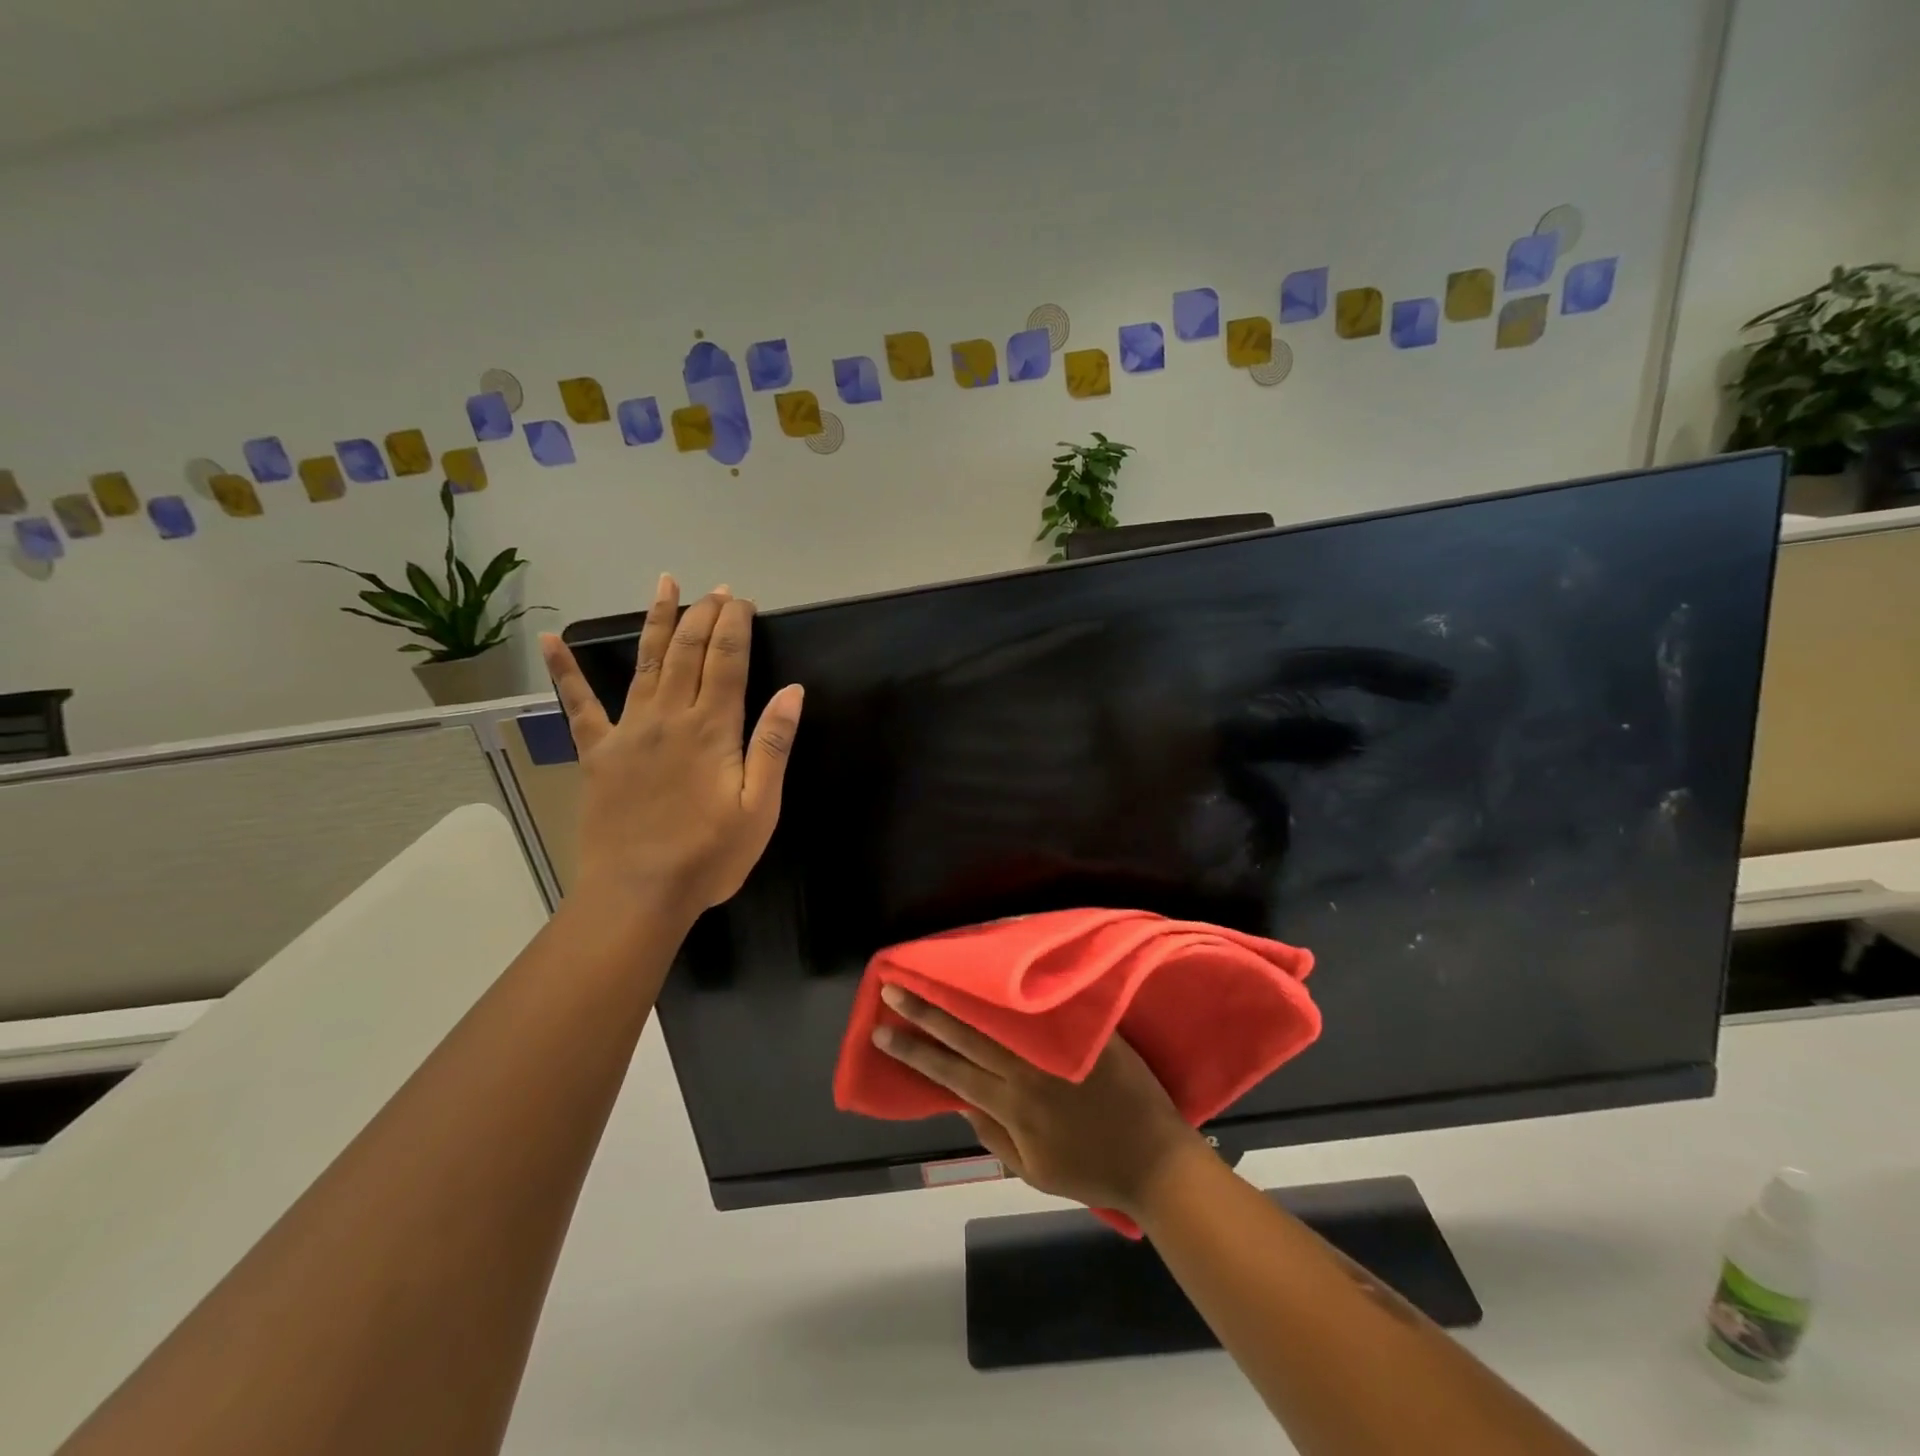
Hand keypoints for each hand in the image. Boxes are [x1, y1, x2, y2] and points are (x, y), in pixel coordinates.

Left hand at [540, 575, 803, 920]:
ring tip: (665, 584)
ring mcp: (628, 731)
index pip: (727, 661)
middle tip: (717, 589)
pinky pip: (579, 704)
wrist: (638, 894)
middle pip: (689, 652)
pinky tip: (550, 639)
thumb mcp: (760, 807)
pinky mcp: (598, 753)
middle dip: (705, 614)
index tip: (743, 601)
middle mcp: (668, 717)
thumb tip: (792, 691)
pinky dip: (565, 670)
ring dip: (658, 621)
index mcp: (711, 729)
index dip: (735, 625)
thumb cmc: (709, 856)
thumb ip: (773, 745)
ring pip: (646, 663)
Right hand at [874, 986, 1209, 1216]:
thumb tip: (960, 1102)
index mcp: (1011, 1105)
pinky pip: (1045, 1005)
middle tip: (892, 988)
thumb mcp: (1033, 1171)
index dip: (913, 1051)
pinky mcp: (1086, 1031)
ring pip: (999, 1015)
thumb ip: (993, 1136)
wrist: (1156, 1161)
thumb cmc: (1092, 1171)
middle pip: (966, 1035)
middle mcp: (1027, 1071)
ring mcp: (1057, 1048)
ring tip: (936, 971)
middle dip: (925, 1012)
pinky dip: (1018, 989)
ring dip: (963, 994)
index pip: (949, 1071)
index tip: (881, 1031)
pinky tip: (1000, 968)